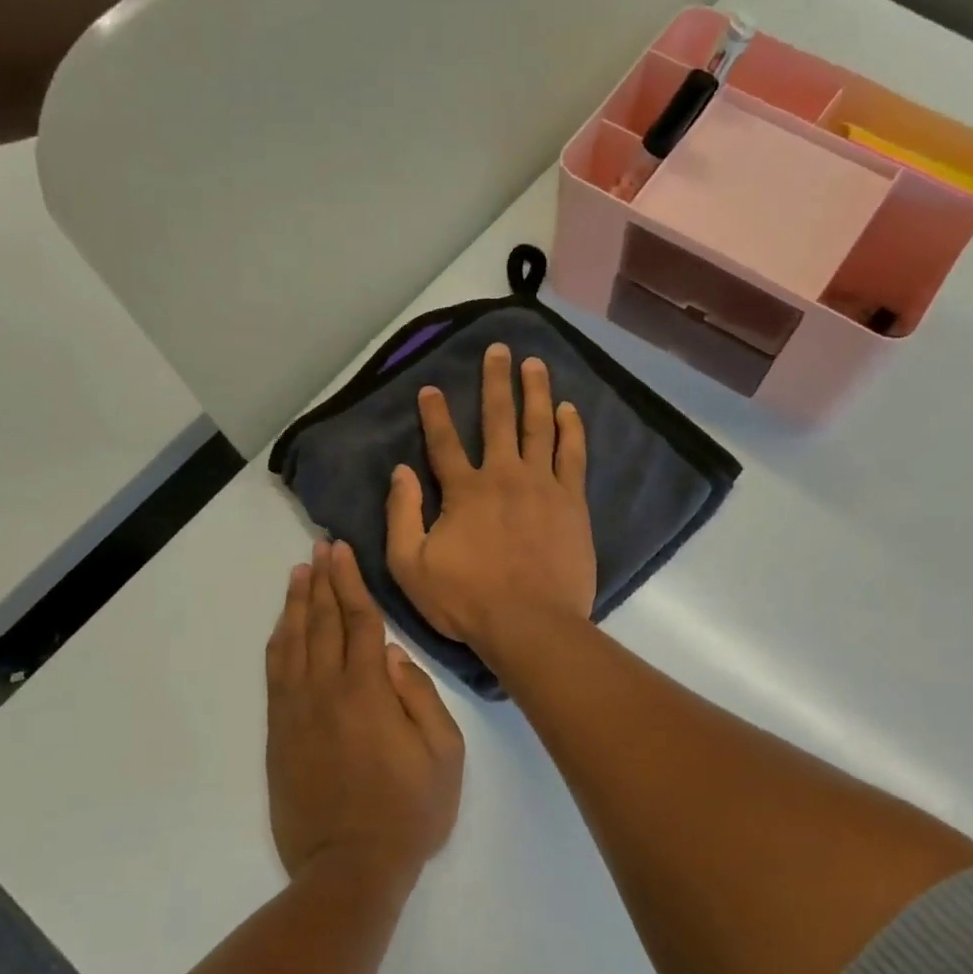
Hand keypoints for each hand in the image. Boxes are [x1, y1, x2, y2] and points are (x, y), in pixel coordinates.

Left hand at [266, 540, 464, 884]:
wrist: (349, 868)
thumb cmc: (409, 812)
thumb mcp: (444, 755)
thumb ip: (421, 697)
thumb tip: (394, 656)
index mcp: (369, 691)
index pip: (359, 621)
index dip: (351, 582)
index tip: (342, 552)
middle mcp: (326, 691)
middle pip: (322, 622)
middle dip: (321, 581)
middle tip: (320, 548)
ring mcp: (297, 712)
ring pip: (292, 643)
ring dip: (296, 605)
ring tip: (298, 574)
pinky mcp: (279, 733)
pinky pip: (274, 674)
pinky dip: (277, 642)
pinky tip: (281, 626)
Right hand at [387, 344, 596, 660]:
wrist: (529, 623)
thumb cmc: (466, 600)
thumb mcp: (410, 566)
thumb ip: (402, 515)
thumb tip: (400, 472)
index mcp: (463, 491)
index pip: (444, 442)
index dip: (434, 413)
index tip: (430, 388)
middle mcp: (503, 475)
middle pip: (498, 419)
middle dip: (495, 381)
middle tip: (498, 350)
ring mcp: (542, 485)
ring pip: (539, 426)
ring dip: (536, 392)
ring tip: (535, 364)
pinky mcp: (571, 501)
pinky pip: (572, 454)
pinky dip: (570, 428)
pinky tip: (569, 409)